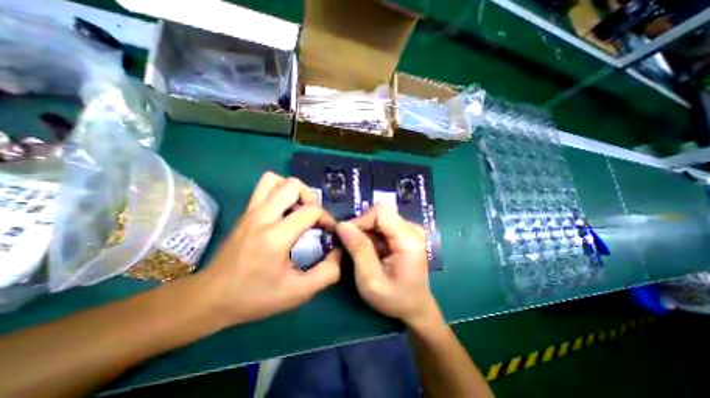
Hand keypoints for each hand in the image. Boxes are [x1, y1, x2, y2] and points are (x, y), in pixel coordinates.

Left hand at [198, 171, 341, 326]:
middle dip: (311, 197)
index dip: (326, 218)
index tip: (328, 231)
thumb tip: (339, 253)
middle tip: (313, 217)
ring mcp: (250, 211)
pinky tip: (284, 212)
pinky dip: (279, 192)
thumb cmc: (254, 296)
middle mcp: (262, 216)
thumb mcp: (297, 293)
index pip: (310, 210)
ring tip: (298, 209)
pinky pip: (264, 188)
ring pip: (275, 179)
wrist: (209, 298)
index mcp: (275, 236)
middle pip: (293, 185)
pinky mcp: (245, 212)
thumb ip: (326, 274)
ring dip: (293, 190)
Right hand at [336, 206, 442, 328]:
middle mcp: (413, 229)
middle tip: (352, 247)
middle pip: (380, 214)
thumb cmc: (394, 298)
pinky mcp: (407, 233)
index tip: (347, 237)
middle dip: (362, 227)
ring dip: (366, 232)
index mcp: (409, 240)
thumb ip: (358, 249)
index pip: (380, 213)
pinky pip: (384, 225)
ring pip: (380, 219)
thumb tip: (342, 224)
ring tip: (361, 252)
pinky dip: (373, 236)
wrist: (415, 307)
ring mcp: (411, 230)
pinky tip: (372, 251)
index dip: (360, 221)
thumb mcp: (370, 279)